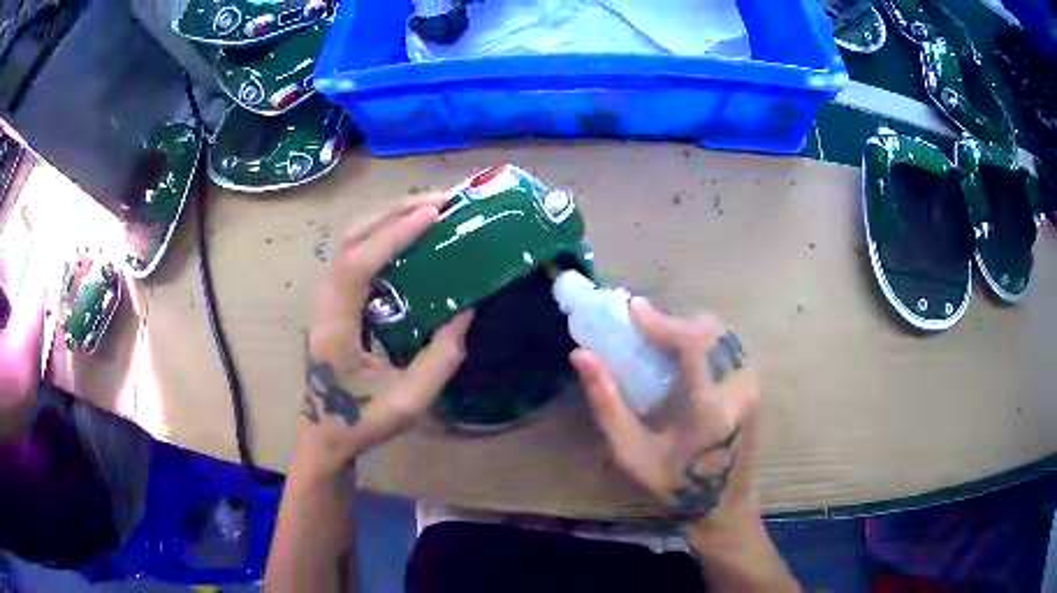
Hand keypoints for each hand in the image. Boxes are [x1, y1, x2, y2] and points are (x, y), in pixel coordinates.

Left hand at [298, 197, 473, 476]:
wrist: (325, 435)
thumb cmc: (361, 421)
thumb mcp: (409, 402)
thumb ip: (441, 359)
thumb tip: (466, 311)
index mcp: (336, 327)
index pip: (357, 264)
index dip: (393, 235)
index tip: (433, 214)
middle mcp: (325, 302)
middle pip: (350, 238)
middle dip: (394, 212)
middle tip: (441, 201)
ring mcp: (327, 299)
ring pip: (351, 240)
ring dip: (389, 218)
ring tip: (431, 209)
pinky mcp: (336, 301)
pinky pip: (357, 254)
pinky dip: (384, 235)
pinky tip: (411, 235)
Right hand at [571, 298, 759, 527]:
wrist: (725, 505)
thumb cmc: (674, 486)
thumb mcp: (631, 453)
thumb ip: (607, 403)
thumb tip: (581, 355)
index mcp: (711, 408)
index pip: (694, 343)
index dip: (662, 321)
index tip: (632, 309)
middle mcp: (740, 388)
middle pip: (711, 330)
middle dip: (674, 320)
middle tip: (641, 326)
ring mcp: (753, 386)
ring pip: (723, 333)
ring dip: (689, 326)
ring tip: (659, 336)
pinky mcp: (755, 386)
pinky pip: (730, 345)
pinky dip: (704, 338)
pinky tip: (683, 352)